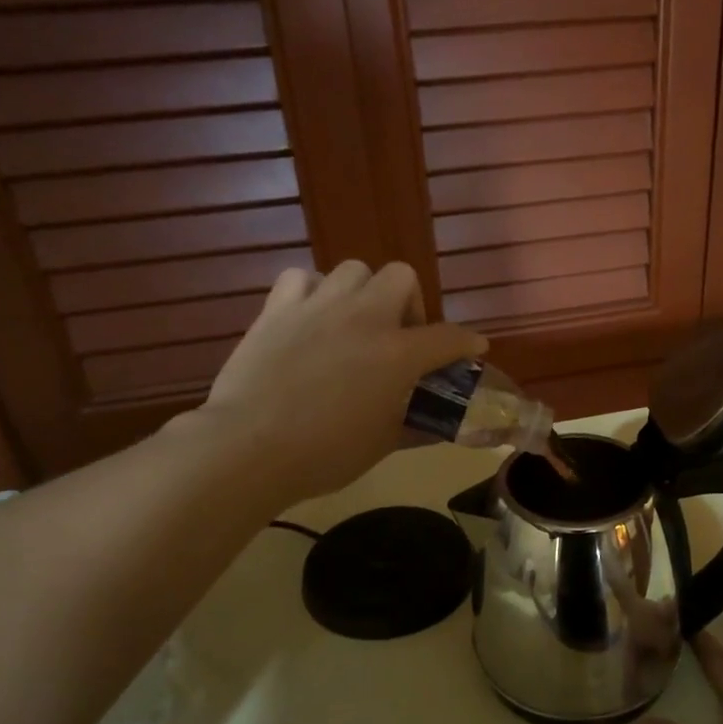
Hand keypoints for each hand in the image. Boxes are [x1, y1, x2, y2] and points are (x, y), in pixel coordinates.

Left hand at [194, 261, 486, 502]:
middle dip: (409, 302)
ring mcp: (318, 306)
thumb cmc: (325, 453)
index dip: (467, 342)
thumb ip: (414, 426)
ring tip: (353, 323)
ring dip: (362, 293)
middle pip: (401, 277)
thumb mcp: (382, 444)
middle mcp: (364, 317)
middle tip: (398, 335)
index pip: (448, 338)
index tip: (473, 347)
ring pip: (353, 270)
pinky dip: (311, 292)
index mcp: (398, 354)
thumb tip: (434, 425)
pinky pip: (301, 278)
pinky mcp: (277, 309)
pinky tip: (309, 317)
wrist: (249, 447)